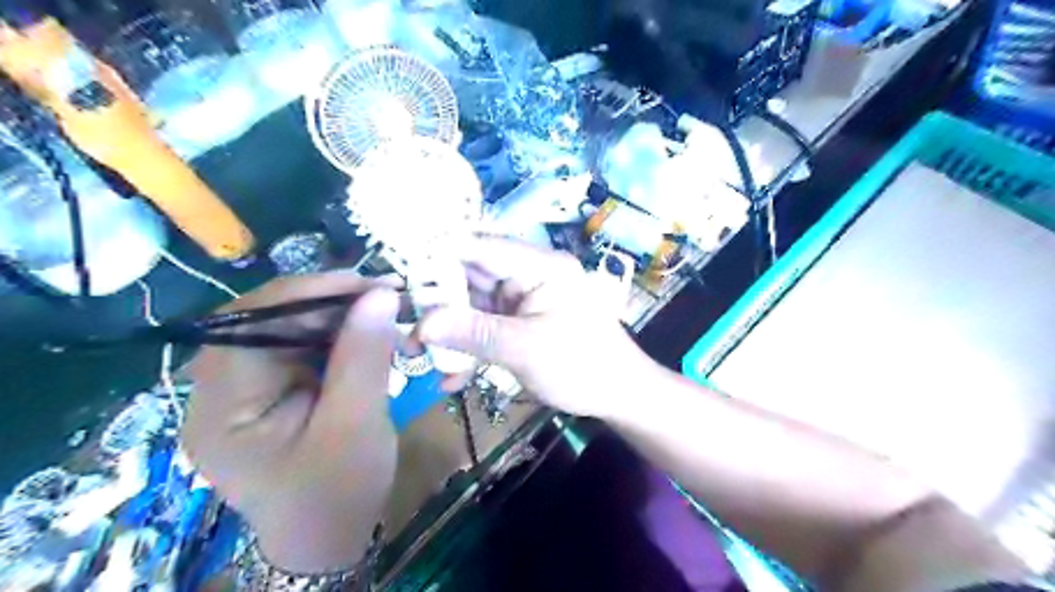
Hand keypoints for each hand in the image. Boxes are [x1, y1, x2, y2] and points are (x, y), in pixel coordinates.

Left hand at [183, 274, 402, 574]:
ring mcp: (243, 389)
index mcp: (222, 407)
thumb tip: (381, 294)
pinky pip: (299, 346)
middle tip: (385, 295)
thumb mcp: (356, 424)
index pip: (250, 325)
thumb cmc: (337, 492)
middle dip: (328, 303)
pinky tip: (367, 334)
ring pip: (287, 328)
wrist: (329, 538)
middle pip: (266, 321)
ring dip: (337, 316)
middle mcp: (219, 390)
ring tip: (383, 311)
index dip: (308, 294)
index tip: (368, 285)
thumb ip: (364, 356)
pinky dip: (337, 335)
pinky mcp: (268, 390)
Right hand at [419, 239, 651, 418]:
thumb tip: (421, 324)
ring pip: (476, 305)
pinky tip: (453, 377)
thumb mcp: (525, 349)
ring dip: (450, 329)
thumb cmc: (582, 365)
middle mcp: (530, 275)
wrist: (618, 396)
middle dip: (439, 301)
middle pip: (474, 276)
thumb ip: (473, 333)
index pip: (483, 246)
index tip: (401, 269)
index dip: (440, 253)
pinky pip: (487, 327)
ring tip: (419, 354)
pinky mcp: (522, 323)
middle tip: (405, 322)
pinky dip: (470, 347)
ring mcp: (525, 300)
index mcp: (540, 266)